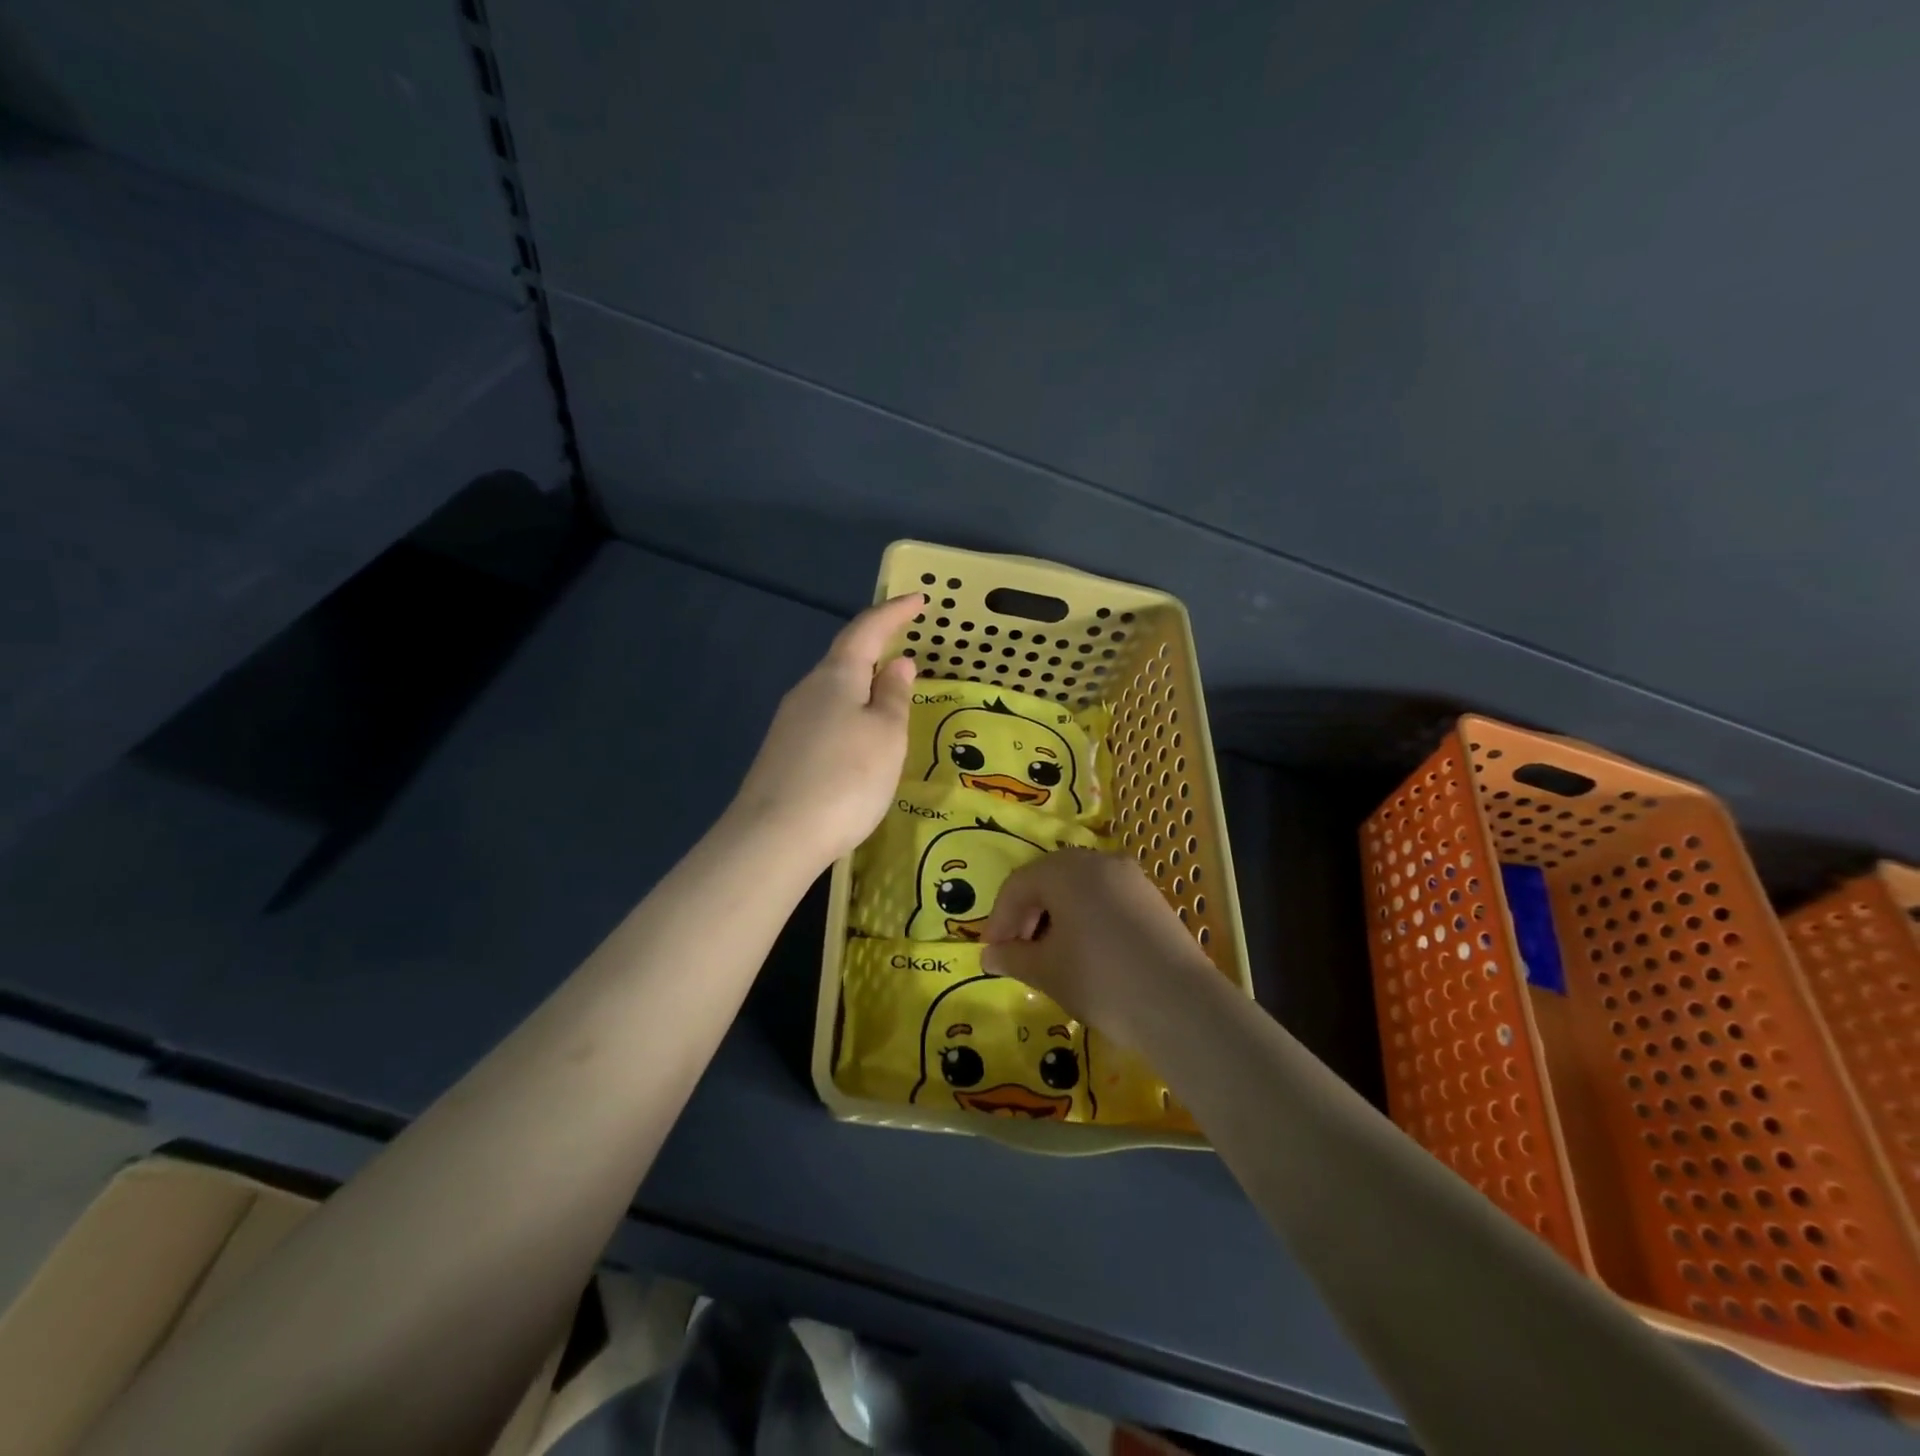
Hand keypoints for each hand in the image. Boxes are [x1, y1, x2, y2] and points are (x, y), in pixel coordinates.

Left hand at [729, 593, 924, 868]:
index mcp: (836, 676)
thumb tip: (896, 663)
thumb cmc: (846, 778)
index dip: (893, 613)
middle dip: (875, 650)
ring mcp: (789, 722)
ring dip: (862, 687)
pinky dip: (848, 716)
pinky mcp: (783, 752)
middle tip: (906, 652)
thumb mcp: (886, 736)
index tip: (918, 600)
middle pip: (844, 659)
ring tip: (889, 701)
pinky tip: (858, 741)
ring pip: (833, 691)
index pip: (866, 630)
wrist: (775, 837)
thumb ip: (894, 697)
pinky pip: (824, 719)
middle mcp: (807, 690)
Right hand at [980, 850, 1218, 1048]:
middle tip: (1017, 953)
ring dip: (1055, 917)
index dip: (999, 919)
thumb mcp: (1046, 971)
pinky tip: (1085, 953)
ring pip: (1079, 889)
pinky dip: (1085, 919)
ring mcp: (1131, 878)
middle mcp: (1099, 861)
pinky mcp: (1152, 899)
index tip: (992, 952)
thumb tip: (990, 954)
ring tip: (1049, 956)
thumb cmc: (1101, 980)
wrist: (1181, 1006)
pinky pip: (1105, 899)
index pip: (1018, 884)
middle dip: (1027, 915)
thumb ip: (1013, 957)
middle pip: (1049, 880)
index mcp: (1067, 870)